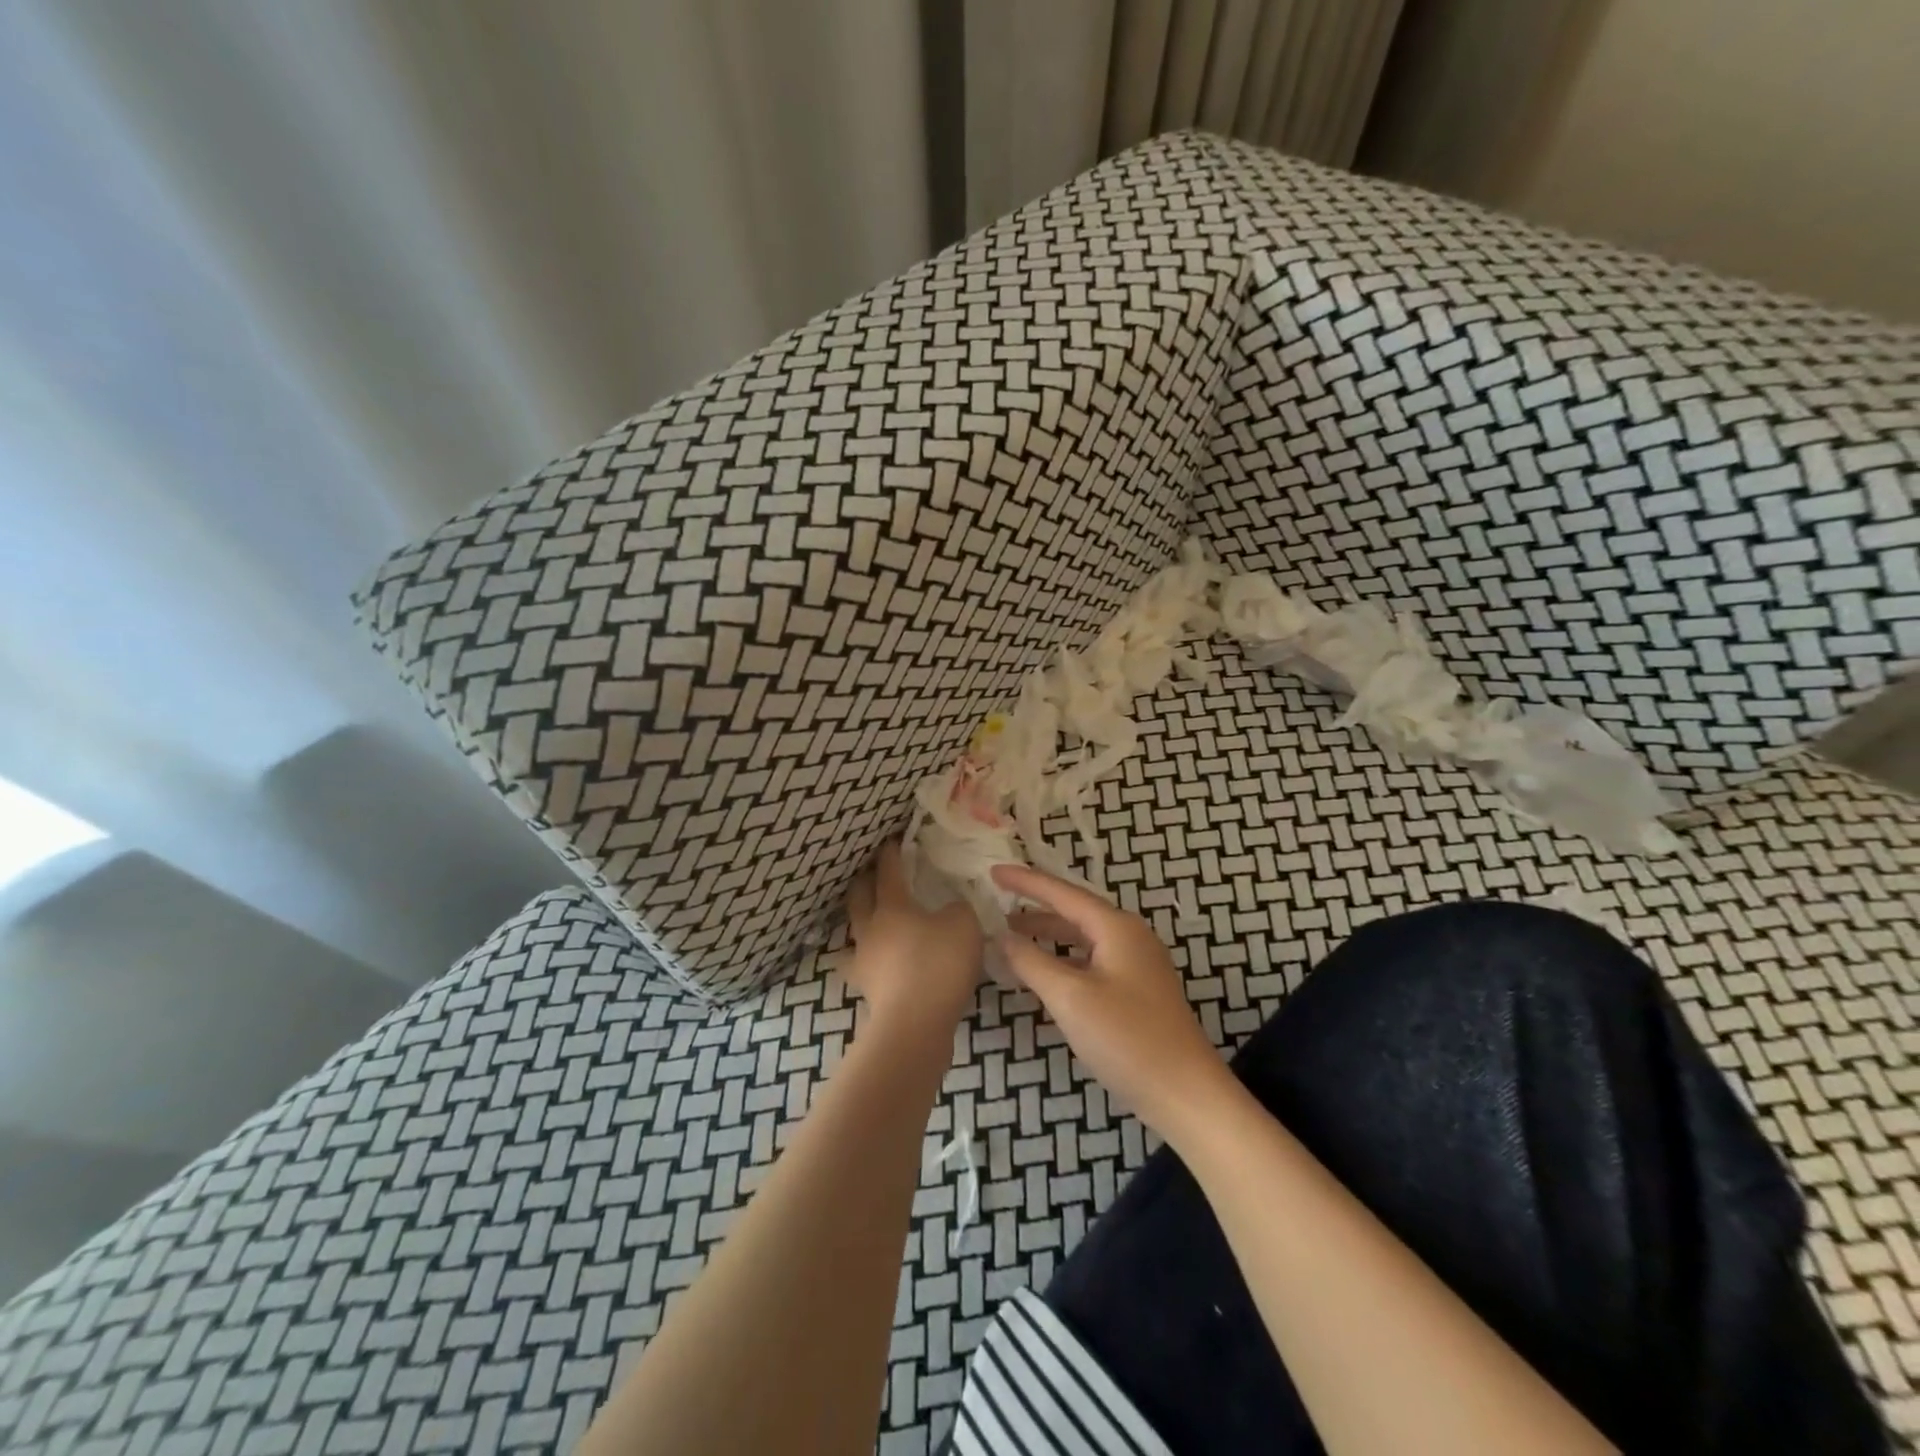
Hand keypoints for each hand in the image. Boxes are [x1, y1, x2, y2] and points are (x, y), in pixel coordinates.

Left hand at [845, 840, 982, 1033]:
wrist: (914, 1025)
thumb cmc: (938, 964)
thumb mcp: (964, 925)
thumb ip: (958, 909)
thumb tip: (950, 909)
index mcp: (892, 906)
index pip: (888, 871)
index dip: (890, 854)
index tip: (892, 840)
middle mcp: (871, 928)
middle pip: (859, 897)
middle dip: (864, 881)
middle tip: (873, 872)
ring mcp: (864, 961)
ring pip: (857, 930)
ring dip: (863, 918)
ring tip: (874, 916)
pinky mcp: (868, 990)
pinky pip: (865, 963)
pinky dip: (871, 956)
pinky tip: (881, 961)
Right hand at [992, 863, 1230, 1138]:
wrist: (1186, 1094)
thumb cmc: (1127, 1039)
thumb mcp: (1070, 997)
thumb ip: (1032, 962)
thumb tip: (1002, 937)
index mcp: (1116, 927)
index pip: (1062, 893)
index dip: (1026, 881)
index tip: (993, 871)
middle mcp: (1129, 936)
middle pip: (1074, 911)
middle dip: (1035, 907)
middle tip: (996, 904)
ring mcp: (1137, 964)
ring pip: (1083, 938)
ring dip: (1048, 935)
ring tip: (1012, 935)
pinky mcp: (1137, 990)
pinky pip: (1091, 960)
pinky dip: (1064, 959)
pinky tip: (1045, 972)